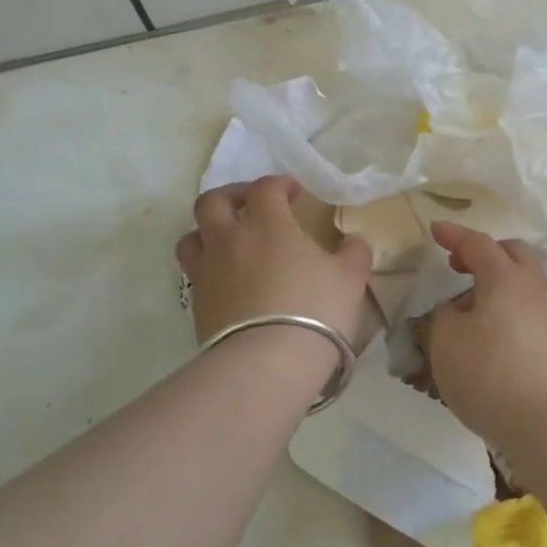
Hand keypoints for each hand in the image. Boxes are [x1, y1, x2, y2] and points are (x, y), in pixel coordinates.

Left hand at [176, 176, 372, 348]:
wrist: (268, 362)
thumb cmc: (315, 309)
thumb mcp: (350, 279)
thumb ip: (354, 253)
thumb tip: (353, 242)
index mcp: (267, 224)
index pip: (265, 188)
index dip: (279, 184)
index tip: (294, 192)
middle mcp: (230, 240)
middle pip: (212, 202)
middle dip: (231, 196)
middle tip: (250, 206)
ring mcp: (208, 272)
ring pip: (192, 236)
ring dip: (207, 231)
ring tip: (228, 241)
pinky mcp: (197, 304)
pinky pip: (195, 274)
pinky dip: (209, 268)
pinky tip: (229, 281)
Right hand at [425, 221, 546, 457]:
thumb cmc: (492, 378)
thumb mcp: (446, 345)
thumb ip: (445, 318)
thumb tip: (458, 309)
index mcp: (505, 279)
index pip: (478, 243)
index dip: (454, 235)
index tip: (436, 229)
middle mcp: (538, 288)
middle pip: (514, 254)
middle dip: (486, 253)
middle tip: (461, 267)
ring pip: (531, 284)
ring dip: (505, 285)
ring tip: (482, 311)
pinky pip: (541, 314)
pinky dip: (520, 313)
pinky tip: (507, 341)